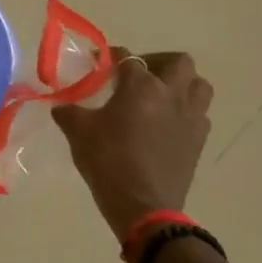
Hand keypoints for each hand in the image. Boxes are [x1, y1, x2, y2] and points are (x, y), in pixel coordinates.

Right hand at [54, 49, 213, 247]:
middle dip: (158, 62)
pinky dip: (186, 111)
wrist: (143, 205)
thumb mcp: (78, 132)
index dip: (111, 56)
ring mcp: (190, 117)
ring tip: (161, 95)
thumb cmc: (108, 161)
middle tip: (139, 75)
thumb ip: (69, 112)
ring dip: (181, 84)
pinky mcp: (199, 140)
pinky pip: (200, 114)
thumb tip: (61, 106)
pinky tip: (167, 124)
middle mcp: (171, 94)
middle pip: (178, 62)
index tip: (99, 62)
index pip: (127, 58)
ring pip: (198, 85)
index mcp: (141, 86)